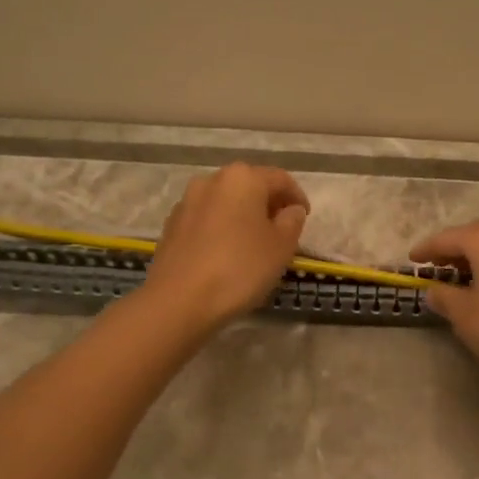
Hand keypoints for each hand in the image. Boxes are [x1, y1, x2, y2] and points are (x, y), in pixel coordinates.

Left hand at [143, 164, 309, 328]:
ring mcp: (187, 202)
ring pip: (226, 202)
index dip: (297, 197)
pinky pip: (207, 220)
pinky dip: (222, 229)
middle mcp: (212, 180)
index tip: (306, 217)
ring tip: (255, 243)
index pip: (280, 179)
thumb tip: (291, 210)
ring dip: (244, 216)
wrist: (178, 301)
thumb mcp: (281, 247)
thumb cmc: (239, 268)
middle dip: (269, 204)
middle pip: (250, 186)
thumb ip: (292, 221)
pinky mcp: (172, 225)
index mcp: (243, 178)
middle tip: (283, 230)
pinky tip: (227, 253)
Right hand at [409, 221, 478, 389]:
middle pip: (475, 236)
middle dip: (453, 250)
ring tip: (460, 278)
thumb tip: (434, 290)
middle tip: (434, 268)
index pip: (448, 238)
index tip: (411, 259)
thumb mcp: (465, 316)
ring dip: (477, 258)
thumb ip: (444, 297)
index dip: (426, 249)